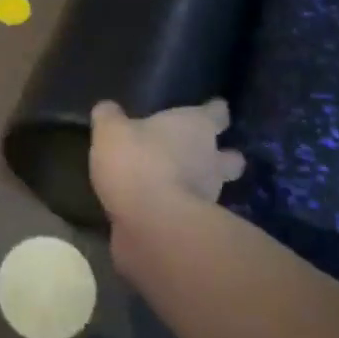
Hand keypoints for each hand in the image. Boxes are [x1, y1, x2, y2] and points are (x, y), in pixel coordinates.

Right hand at [89, 99, 244, 224]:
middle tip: (205, 154)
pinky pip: (194, 214)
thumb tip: (107, 109)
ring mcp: (210, 197)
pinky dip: (184, 211)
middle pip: (231, 157)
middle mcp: (212, 160)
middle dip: (223, 156)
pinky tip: (164, 211)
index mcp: (197, 127)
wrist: (151, 225)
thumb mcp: (111, 131)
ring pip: (216, 187)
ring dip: (203, 186)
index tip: (213, 109)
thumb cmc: (137, 162)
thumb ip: (110, 117)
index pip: (217, 112)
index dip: (214, 110)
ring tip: (180, 185)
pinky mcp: (198, 228)